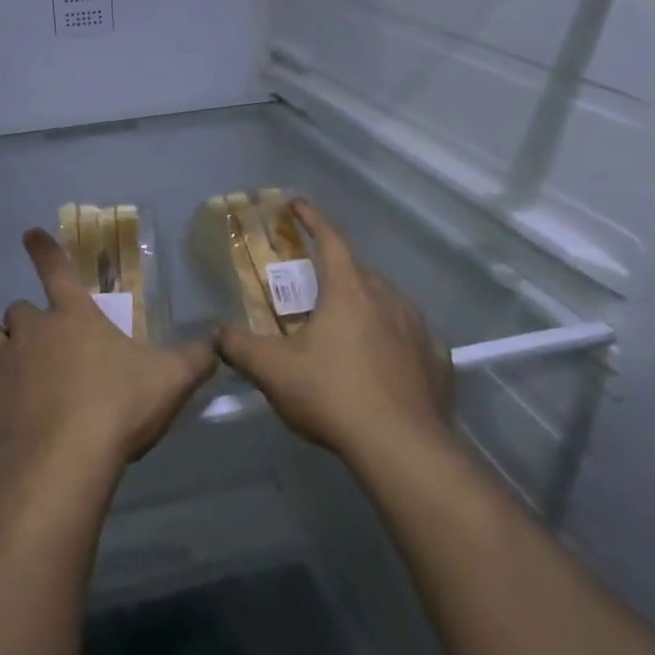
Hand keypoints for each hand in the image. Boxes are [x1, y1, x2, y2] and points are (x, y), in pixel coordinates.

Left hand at [0, 229, 219, 476]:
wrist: (63, 460)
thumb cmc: (118, 408)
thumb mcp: (170, 380)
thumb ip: (195, 358)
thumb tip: (218, 340)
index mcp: (73, 316)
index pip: (56, 270)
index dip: (44, 250)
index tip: (28, 233)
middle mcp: (31, 330)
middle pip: (17, 310)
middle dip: (27, 323)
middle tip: (43, 347)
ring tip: (6, 366)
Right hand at [215, 200, 454, 466]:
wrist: (403, 449)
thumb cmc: (333, 395)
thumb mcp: (274, 371)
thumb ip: (240, 347)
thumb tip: (216, 334)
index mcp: (349, 290)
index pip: (330, 239)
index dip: (312, 218)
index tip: (297, 204)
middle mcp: (388, 298)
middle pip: (358, 272)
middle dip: (335, 272)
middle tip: (313, 288)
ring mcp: (418, 330)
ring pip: (387, 302)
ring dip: (365, 305)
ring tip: (346, 327)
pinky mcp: (437, 362)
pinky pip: (410, 338)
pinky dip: (393, 340)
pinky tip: (383, 363)